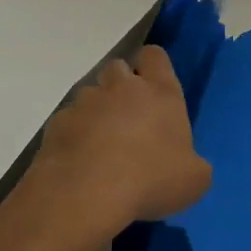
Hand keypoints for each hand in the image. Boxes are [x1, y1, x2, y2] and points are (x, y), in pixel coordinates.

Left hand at [31, 46, 210, 235]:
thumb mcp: (194, 180)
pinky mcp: (56, 124)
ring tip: (101, 145)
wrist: (87, 194)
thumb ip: (191, 162)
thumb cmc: (152, 180)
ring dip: (96, 111)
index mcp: (161, 94)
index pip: (155, 56)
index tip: (155, 86)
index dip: (154, 66)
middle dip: (121, 86)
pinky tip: (80, 162)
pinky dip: (74, 135)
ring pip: (90, 94)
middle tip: (129, 119)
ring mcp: (84, 103)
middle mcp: (121, 88)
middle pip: (118, 67)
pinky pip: (68, 121)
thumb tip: (184, 163)